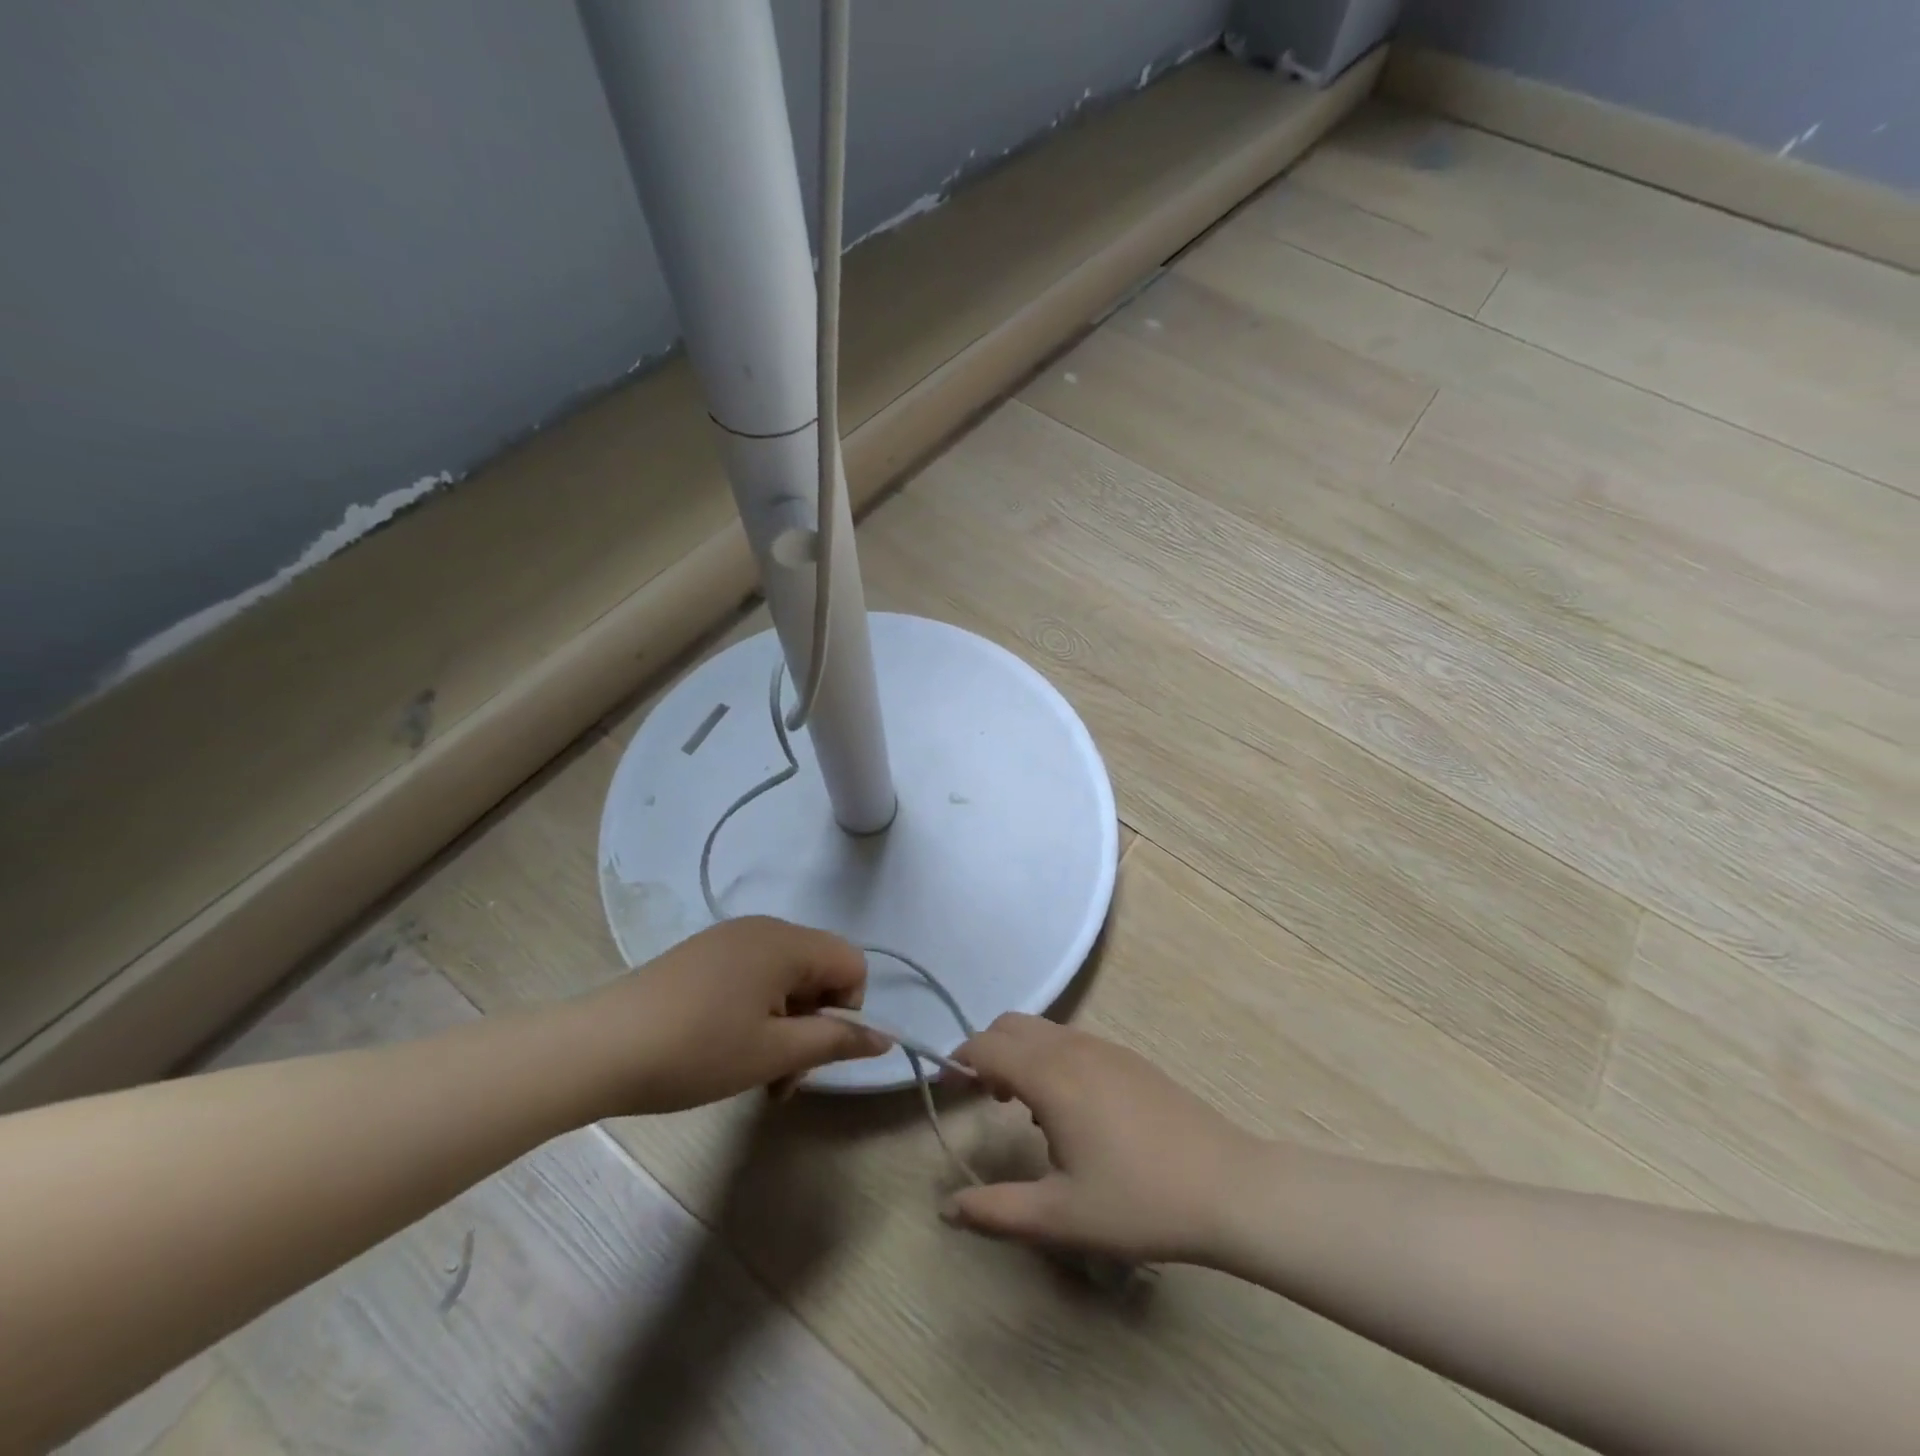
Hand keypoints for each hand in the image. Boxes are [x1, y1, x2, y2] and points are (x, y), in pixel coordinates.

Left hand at [580, 917, 888, 1113]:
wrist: (598, 1048)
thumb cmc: (696, 1051)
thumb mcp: (773, 1053)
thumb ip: (835, 1042)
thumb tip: (886, 1037)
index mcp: (787, 941)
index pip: (852, 964)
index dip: (846, 1010)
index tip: (811, 1049)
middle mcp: (763, 928)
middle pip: (818, 971)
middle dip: (812, 1024)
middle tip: (781, 1077)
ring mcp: (729, 939)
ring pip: (785, 979)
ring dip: (785, 1026)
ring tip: (753, 1073)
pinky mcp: (704, 955)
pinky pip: (754, 977)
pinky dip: (757, 1012)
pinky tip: (726, 1049)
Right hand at [945, 1014, 1256, 1263]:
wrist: (1228, 1186)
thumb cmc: (1139, 1202)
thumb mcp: (1060, 1217)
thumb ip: (996, 1211)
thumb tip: (947, 1207)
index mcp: (1051, 1075)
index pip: (986, 1045)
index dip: (959, 1060)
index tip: (948, 1089)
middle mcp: (1073, 1048)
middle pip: (1011, 1025)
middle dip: (987, 1051)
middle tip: (984, 1098)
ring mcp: (1105, 1048)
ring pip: (1044, 1030)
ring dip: (1020, 1054)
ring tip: (1026, 1110)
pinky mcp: (1129, 1058)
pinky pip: (1072, 1041)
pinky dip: (1050, 1057)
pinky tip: (1070, 1110)